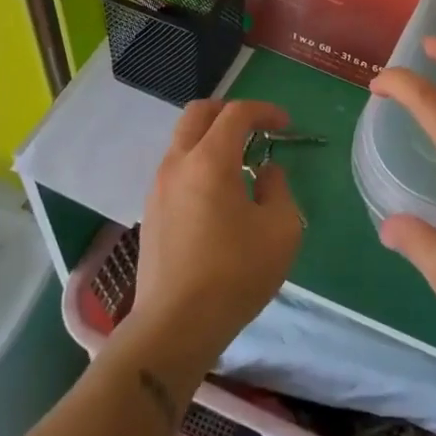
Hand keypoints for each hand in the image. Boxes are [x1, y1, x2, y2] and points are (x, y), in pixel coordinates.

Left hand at [124, 99, 304, 370]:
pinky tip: (217, 195)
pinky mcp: (150, 212)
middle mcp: (178, 164)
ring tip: (239, 164)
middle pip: (198, 114)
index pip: (236, 114)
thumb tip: (265, 172)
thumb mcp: (281, 230)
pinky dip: (198, 163)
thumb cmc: (236, 273)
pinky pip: (175, 168)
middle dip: (229, 112)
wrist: (175, 325)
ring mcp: (158, 187)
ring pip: (182, 140)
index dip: (264, 111)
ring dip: (211, 138)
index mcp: (210, 160)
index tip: (285, 125)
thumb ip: (279, 189)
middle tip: (255, 128)